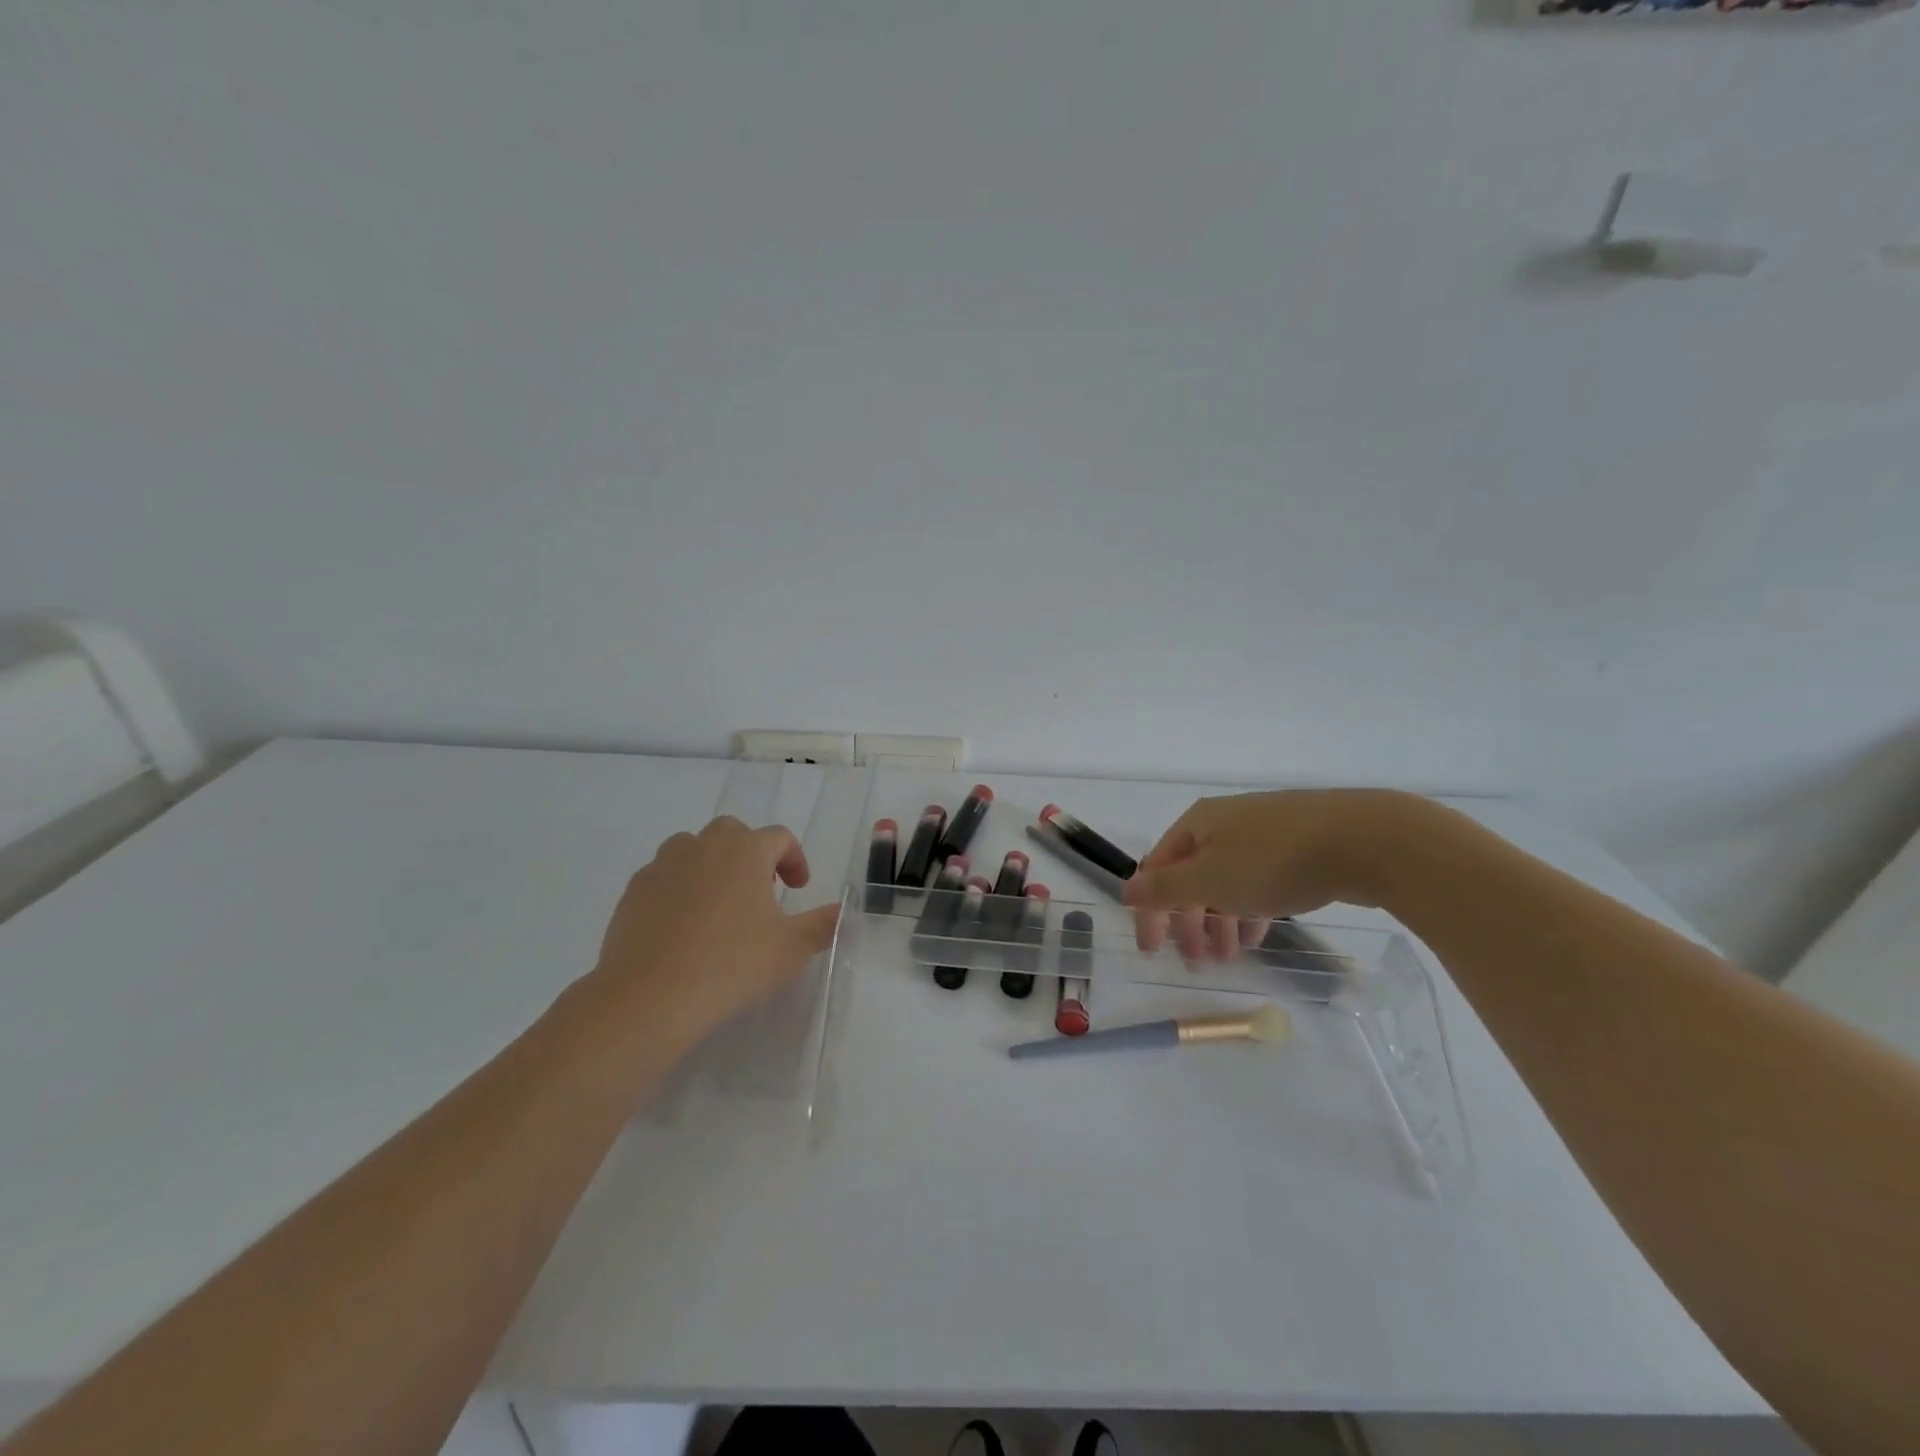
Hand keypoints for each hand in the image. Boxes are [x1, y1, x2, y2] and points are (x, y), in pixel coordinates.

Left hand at [583, 816, 840, 1058]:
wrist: (649, 997)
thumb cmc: (731, 965)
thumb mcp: (791, 949)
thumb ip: (823, 925)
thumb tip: (844, 912)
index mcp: (745, 851)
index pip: (779, 837)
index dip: (794, 859)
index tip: (798, 888)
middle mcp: (703, 846)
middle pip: (733, 832)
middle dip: (751, 854)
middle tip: (760, 891)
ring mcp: (663, 866)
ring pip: (693, 849)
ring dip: (712, 865)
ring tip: (720, 905)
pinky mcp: (634, 891)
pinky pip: (664, 876)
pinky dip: (679, 889)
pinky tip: (684, 927)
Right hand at [1122, 789, 1415, 957]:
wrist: (1364, 839)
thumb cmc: (1272, 861)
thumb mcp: (1208, 880)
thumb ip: (1164, 888)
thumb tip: (1126, 889)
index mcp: (1197, 824)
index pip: (1158, 869)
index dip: (1150, 910)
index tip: (1152, 951)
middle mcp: (1225, 822)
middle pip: (1193, 875)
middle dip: (1189, 920)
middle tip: (1194, 960)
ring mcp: (1264, 831)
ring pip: (1228, 880)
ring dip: (1220, 921)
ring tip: (1229, 957)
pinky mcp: (1299, 844)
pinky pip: (1259, 880)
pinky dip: (1251, 908)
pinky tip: (1259, 934)